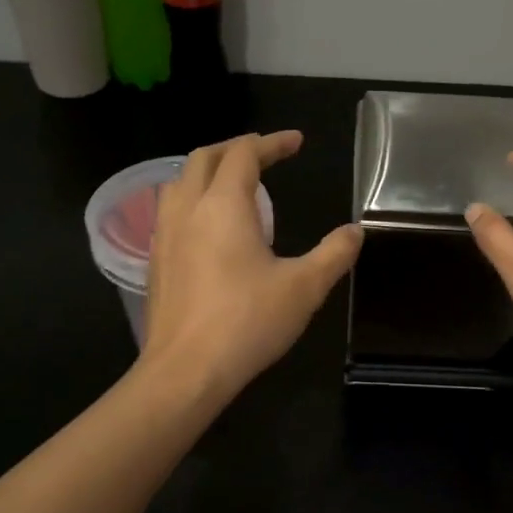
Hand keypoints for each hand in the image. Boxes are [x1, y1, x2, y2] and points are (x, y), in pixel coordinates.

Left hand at [139, 131, 362, 401]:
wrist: (186, 371)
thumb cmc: (248, 323)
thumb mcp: (304, 288)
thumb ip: (334, 254)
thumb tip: (355, 231)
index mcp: (224, 206)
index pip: (244, 154)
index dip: (271, 143)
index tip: (296, 142)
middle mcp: (188, 209)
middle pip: (205, 157)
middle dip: (236, 148)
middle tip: (266, 155)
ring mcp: (165, 234)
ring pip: (181, 181)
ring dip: (209, 170)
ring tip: (235, 184)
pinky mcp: (156, 260)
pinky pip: (171, 209)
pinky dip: (194, 198)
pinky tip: (210, 226)